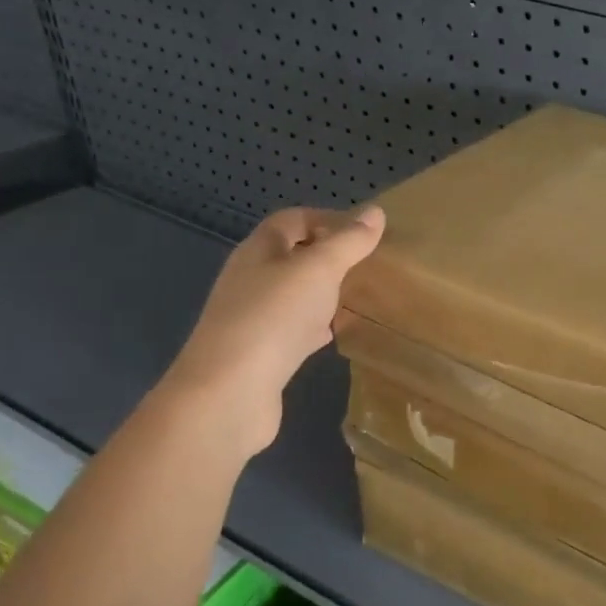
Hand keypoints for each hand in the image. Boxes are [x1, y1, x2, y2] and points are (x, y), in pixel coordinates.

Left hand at [157, 205, 384, 461]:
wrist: (229, 393)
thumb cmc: (273, 318)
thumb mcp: (319, 270)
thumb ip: (348, 242)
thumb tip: (376, 212)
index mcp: (259, 251)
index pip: (293, 220)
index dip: (328, 219)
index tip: (366, 231)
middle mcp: (251, 279)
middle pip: (292, 256)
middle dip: (329, 256)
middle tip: (369, 263)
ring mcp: (253, 318)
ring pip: (294, 294)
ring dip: (324, 292)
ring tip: (359, 295)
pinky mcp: (261, 354)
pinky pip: (293, 329)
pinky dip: (316, 326)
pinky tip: (336, 333)